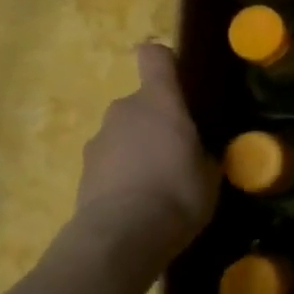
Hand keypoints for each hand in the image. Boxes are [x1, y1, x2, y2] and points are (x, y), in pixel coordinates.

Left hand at [68, 43, 218, 271]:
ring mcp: (98, 140)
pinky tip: (138, 204)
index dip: (166, 62)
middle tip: (179, 152)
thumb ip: (203, 153)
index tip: (179, 79)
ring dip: (138, 149)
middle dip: (157, 121)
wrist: (121, 237)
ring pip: (124, 134)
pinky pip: (110, 162)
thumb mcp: (210, 174)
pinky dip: (122, 175)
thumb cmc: (178, 193)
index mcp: (159, 101)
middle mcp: (124, 110)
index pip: (155, 57)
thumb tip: (200, 152)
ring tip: (157, 185)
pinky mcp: (83, 172)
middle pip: (141, 102)